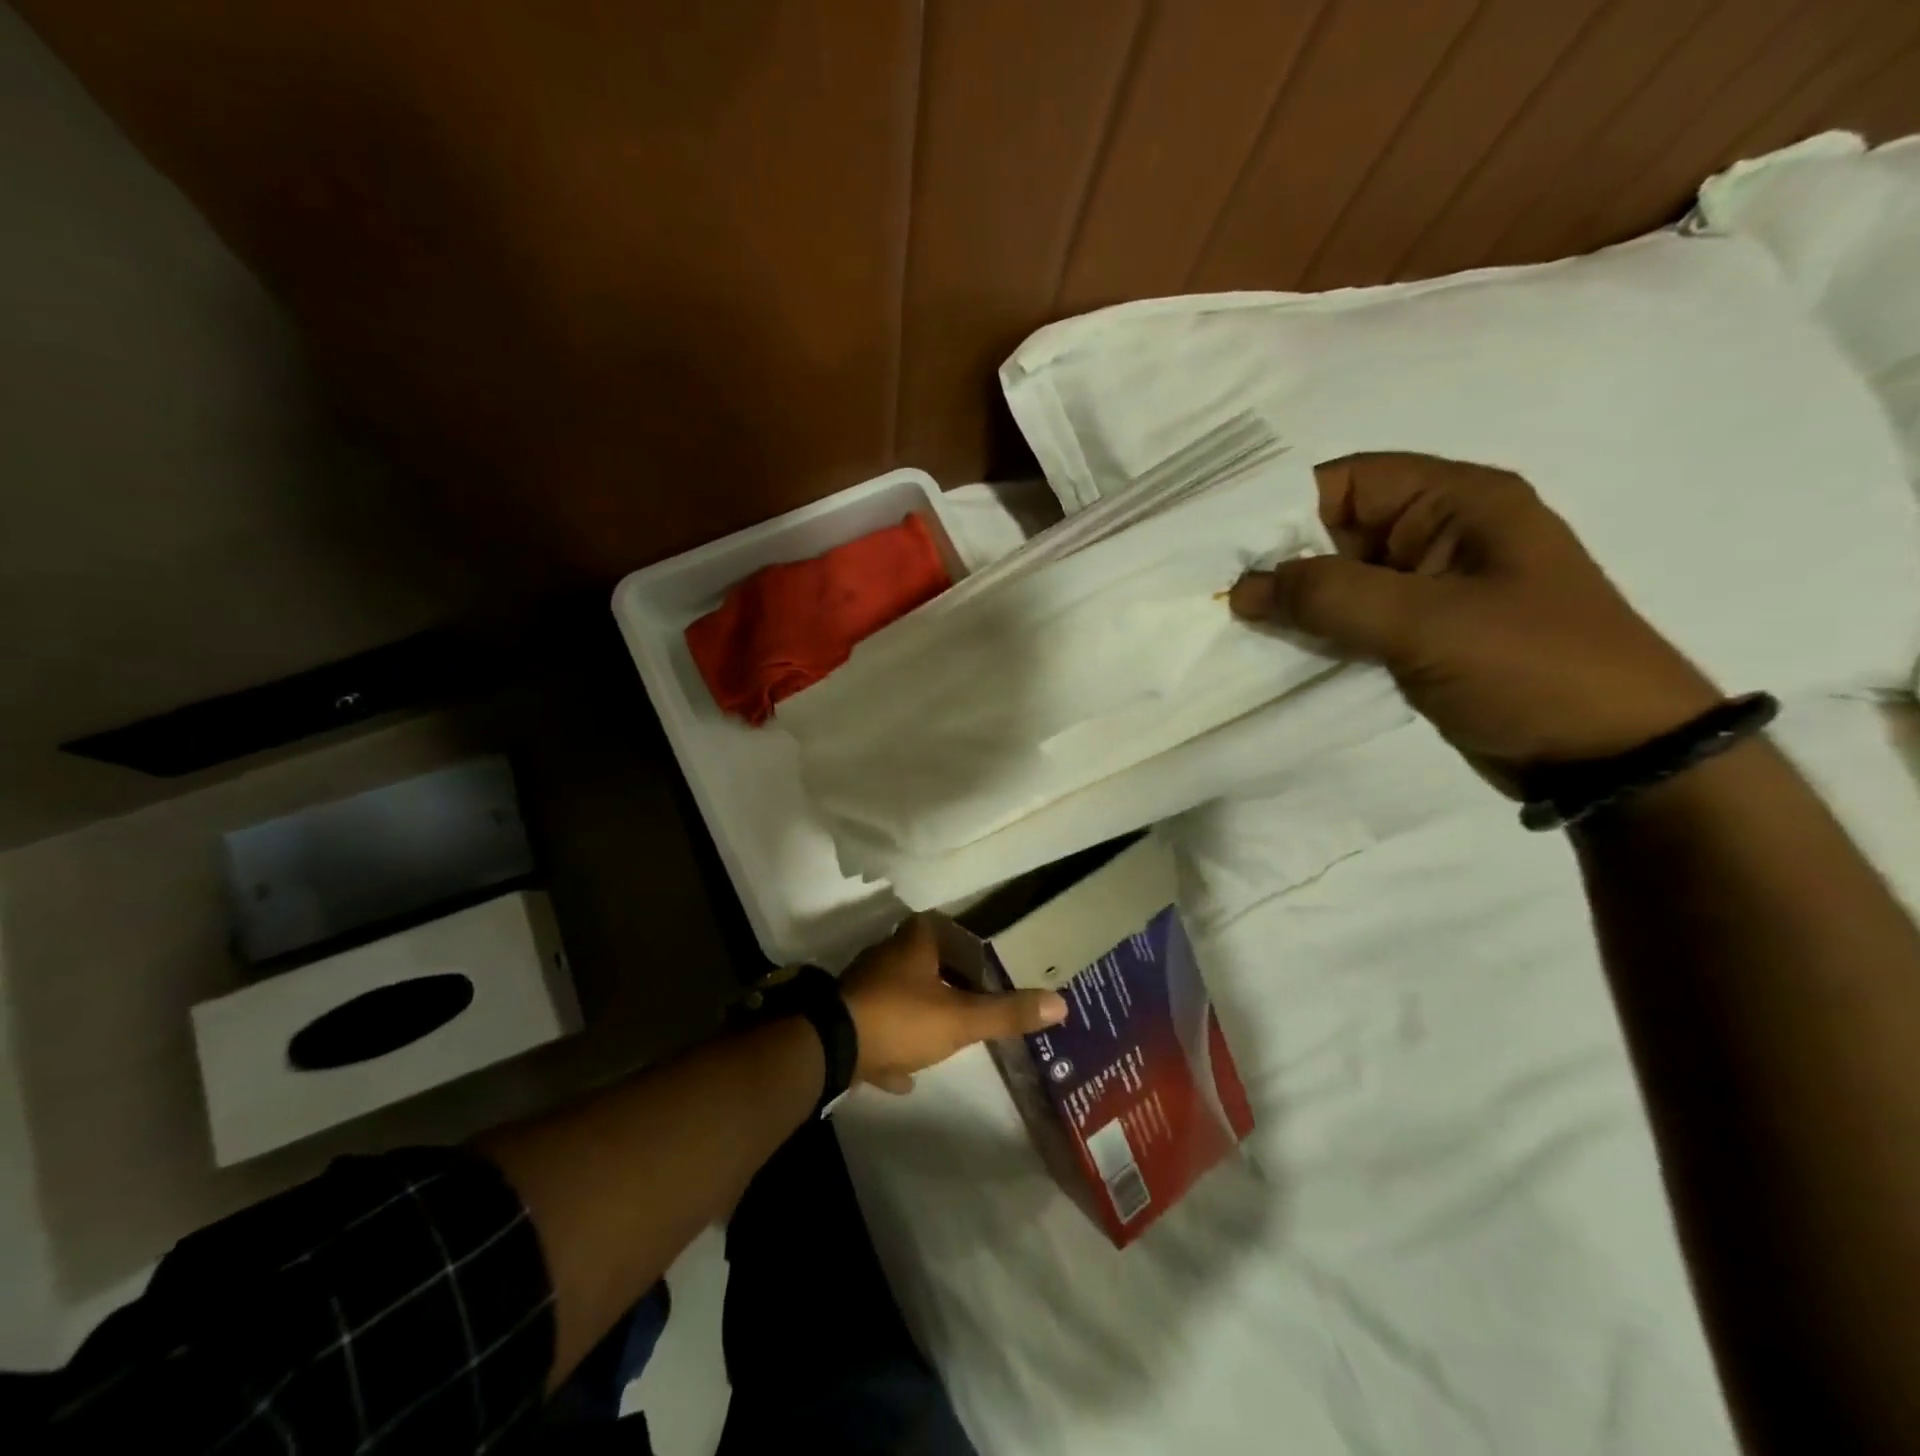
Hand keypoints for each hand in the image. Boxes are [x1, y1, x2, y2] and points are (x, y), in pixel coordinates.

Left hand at [838, 917, 1067, 1094]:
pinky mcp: (848, 1017)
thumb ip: (1007, 1012)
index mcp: (915, 941)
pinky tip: (906, 1073)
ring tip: (950, 1036)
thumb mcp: (961, 1018)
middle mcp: (888, 954)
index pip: (951, 932)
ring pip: (903, 994)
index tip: (993, 975)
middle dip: (950, 984)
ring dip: (923, 1013)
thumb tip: (1061, 1002)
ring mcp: (865, 985)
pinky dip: (894, 1045)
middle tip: (978, 1006)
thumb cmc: (901, 1017)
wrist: (829, 1047)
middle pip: (927, 964)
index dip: (973, 951)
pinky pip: (880, 1028)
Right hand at [1230, 453, 1720, 786]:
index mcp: (1457, 501)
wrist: (1613, 756)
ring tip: (1232, 624)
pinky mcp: (1423, 634)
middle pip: (1337, 529)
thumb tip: (1242, 588)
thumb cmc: (1530, 667)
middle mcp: (1440, 533)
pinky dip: (1315, 631)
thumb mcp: (1424, 622)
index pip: (1348, 481)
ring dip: (1293, 600)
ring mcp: (1431, 587)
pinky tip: (1274, 649)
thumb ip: (1327, 596)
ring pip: (1340, 579)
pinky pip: (1354, 619)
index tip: (1221, 550)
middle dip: (1278, 560)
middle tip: (1215, 593)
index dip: (1281, 508)